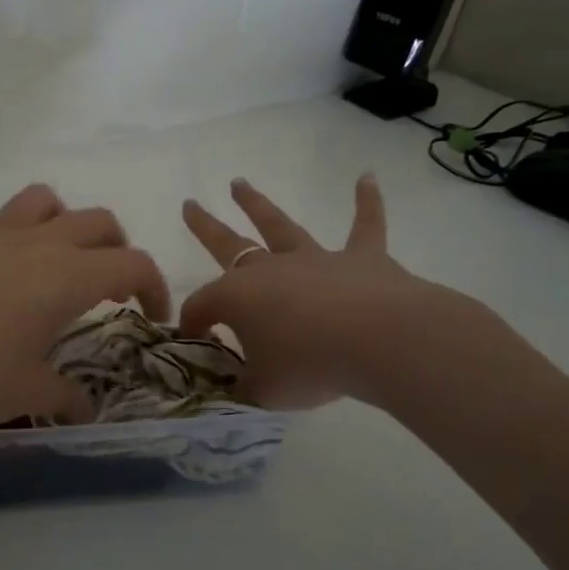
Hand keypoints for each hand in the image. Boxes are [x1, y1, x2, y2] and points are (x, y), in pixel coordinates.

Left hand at [0, 184, 169, 441]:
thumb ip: (65, 395)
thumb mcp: (27, 392)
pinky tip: (5, 277)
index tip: (151, 319)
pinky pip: (3, 220)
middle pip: (98, 221)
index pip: (132, 263)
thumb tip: (84, 408)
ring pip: (47, 201)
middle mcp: (37, 243)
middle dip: (118, 250)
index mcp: (67, 275)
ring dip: (68, 223)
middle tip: (112, 290)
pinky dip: (21, 234)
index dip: (153, 288)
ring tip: (61, 263)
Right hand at [180, 174, 469, 409]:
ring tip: (239, 183)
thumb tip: (234, 387)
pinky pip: (365, 226)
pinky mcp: (362, 259)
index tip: (196, 344)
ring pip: (280, 226)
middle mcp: (269, 269)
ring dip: (257, 204)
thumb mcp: (262, 391)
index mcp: (236, 297)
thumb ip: (243, 387)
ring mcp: (315, 260)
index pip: (202, 306)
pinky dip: (368, 202)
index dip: (193, 324)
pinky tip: (367, 178)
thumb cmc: (309, 366)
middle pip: (228, 243)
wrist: (379, 342)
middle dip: (205, 226)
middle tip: (189, 205)